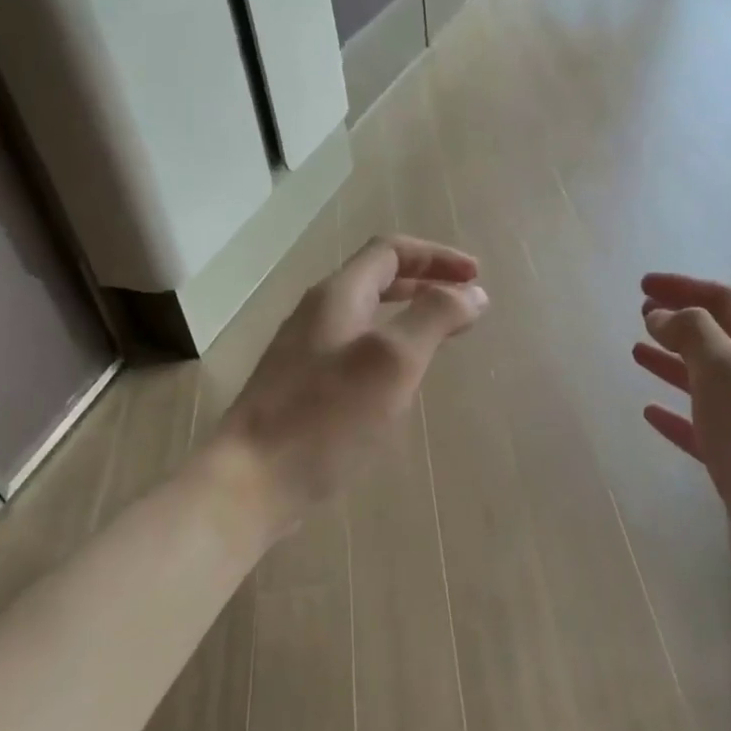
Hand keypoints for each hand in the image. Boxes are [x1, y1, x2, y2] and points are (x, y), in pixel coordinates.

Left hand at [210, 235, 486, 538]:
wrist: (254, 479)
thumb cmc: (327, 417)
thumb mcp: (392, 360)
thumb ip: (434, 318)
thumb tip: (473, 293)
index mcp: (337, 297)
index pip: (390, 251)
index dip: (437, 257)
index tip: (476, 278)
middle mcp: (317, 316)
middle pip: (376, 280)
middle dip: (425, 283)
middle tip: (464, 303)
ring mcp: (304, 353)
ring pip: (364, 318)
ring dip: (407, 317)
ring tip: (438, 337)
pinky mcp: (301, 389)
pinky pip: (353, 352)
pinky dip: (387, 350)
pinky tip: (397, 383)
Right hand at [632, 273, 730, 610]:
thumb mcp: (725, 373)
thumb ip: (693, 334)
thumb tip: (664, 314)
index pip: (727, 302)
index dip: (684, 288)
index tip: (642, 285)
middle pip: (721, 339)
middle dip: (680, 323)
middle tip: (640, 315)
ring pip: (710, 381)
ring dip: (674, 364)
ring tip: (638, 352)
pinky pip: (705, 424)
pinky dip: (678, 413)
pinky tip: (650, 412)